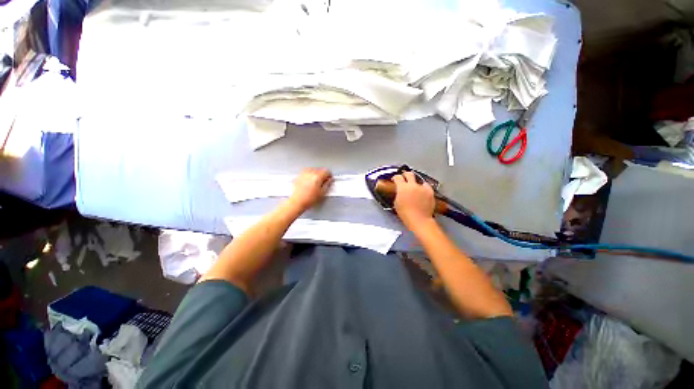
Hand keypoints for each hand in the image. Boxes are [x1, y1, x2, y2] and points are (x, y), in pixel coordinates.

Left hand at [288, 168, 332, 211]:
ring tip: (316, 181)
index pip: (327, 171)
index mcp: (317, 177)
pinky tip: (310, 181)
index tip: (329, 179)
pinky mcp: (299, 176)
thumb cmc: (308, 199)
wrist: (297, 202)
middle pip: (320, 169)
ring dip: (316, 174)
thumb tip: (330, 180)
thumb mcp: (322, 193)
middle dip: (323, 175)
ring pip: (313, 169)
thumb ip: (328, 184)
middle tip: (323, 181)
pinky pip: (307, 171)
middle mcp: (310, 173)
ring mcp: (304, 174)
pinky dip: (310, 174)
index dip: (329, 175)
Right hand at [393, 171, 435, 229]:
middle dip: (405, 175)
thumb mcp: (396, 203)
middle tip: (404, 177)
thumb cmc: (405, 213)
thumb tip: (399, 191)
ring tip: (415, 189)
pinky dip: (423, 188)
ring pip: (419, 180)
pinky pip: (426, 186)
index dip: (395, 177)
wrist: (419, 219)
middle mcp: (412, 185)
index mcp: (402, 188)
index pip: (397, 177)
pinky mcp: (430, 191)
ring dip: (415, 183)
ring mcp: (422, 187)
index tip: (394, 179)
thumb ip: (398, 194)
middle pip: (409, 174)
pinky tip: (422, 192)